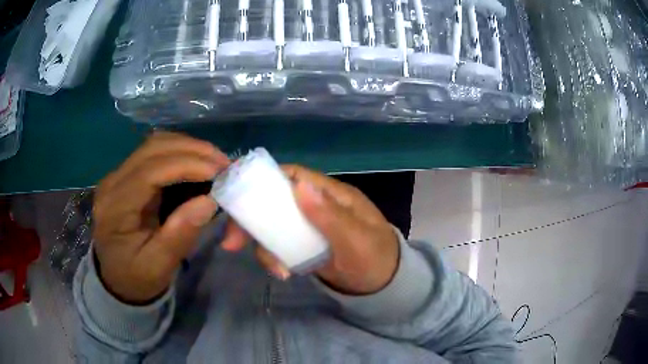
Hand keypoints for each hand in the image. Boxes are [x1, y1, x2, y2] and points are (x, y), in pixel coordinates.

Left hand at [92, 132, 229, 302]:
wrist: (117, 278)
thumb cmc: (136, 277)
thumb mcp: (159, 267)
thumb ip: (179, 235)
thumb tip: (209, 201)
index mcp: (115, 208)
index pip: (150, 170)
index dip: (186, 165)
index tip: (220, 172)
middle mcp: (113, 182)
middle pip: (153, 148)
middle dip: (192, 150)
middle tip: (224, 164)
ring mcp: (118, 175)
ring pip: (156, 144)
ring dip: (188, 148)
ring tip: (214, 163)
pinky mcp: (127, 175)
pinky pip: (156, 153)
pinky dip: (181, 153)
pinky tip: (197, 165)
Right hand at [222, 165, 399, 294]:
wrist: (381, 285)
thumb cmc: (375, 257)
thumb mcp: (357, 239)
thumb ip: (331, 215)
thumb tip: (300, 185)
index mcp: (330, 194)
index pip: (292, 176)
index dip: (264, 180)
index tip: (238, 197)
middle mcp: (314, 205)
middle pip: (274, 201)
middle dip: (250, 219)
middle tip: (232, 242)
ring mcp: (307, 226)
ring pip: (271, 225)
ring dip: (262, 244)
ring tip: (274, 269)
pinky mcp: (302, 245)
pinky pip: (278, 244)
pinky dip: (273, 256)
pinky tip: (281, 272)